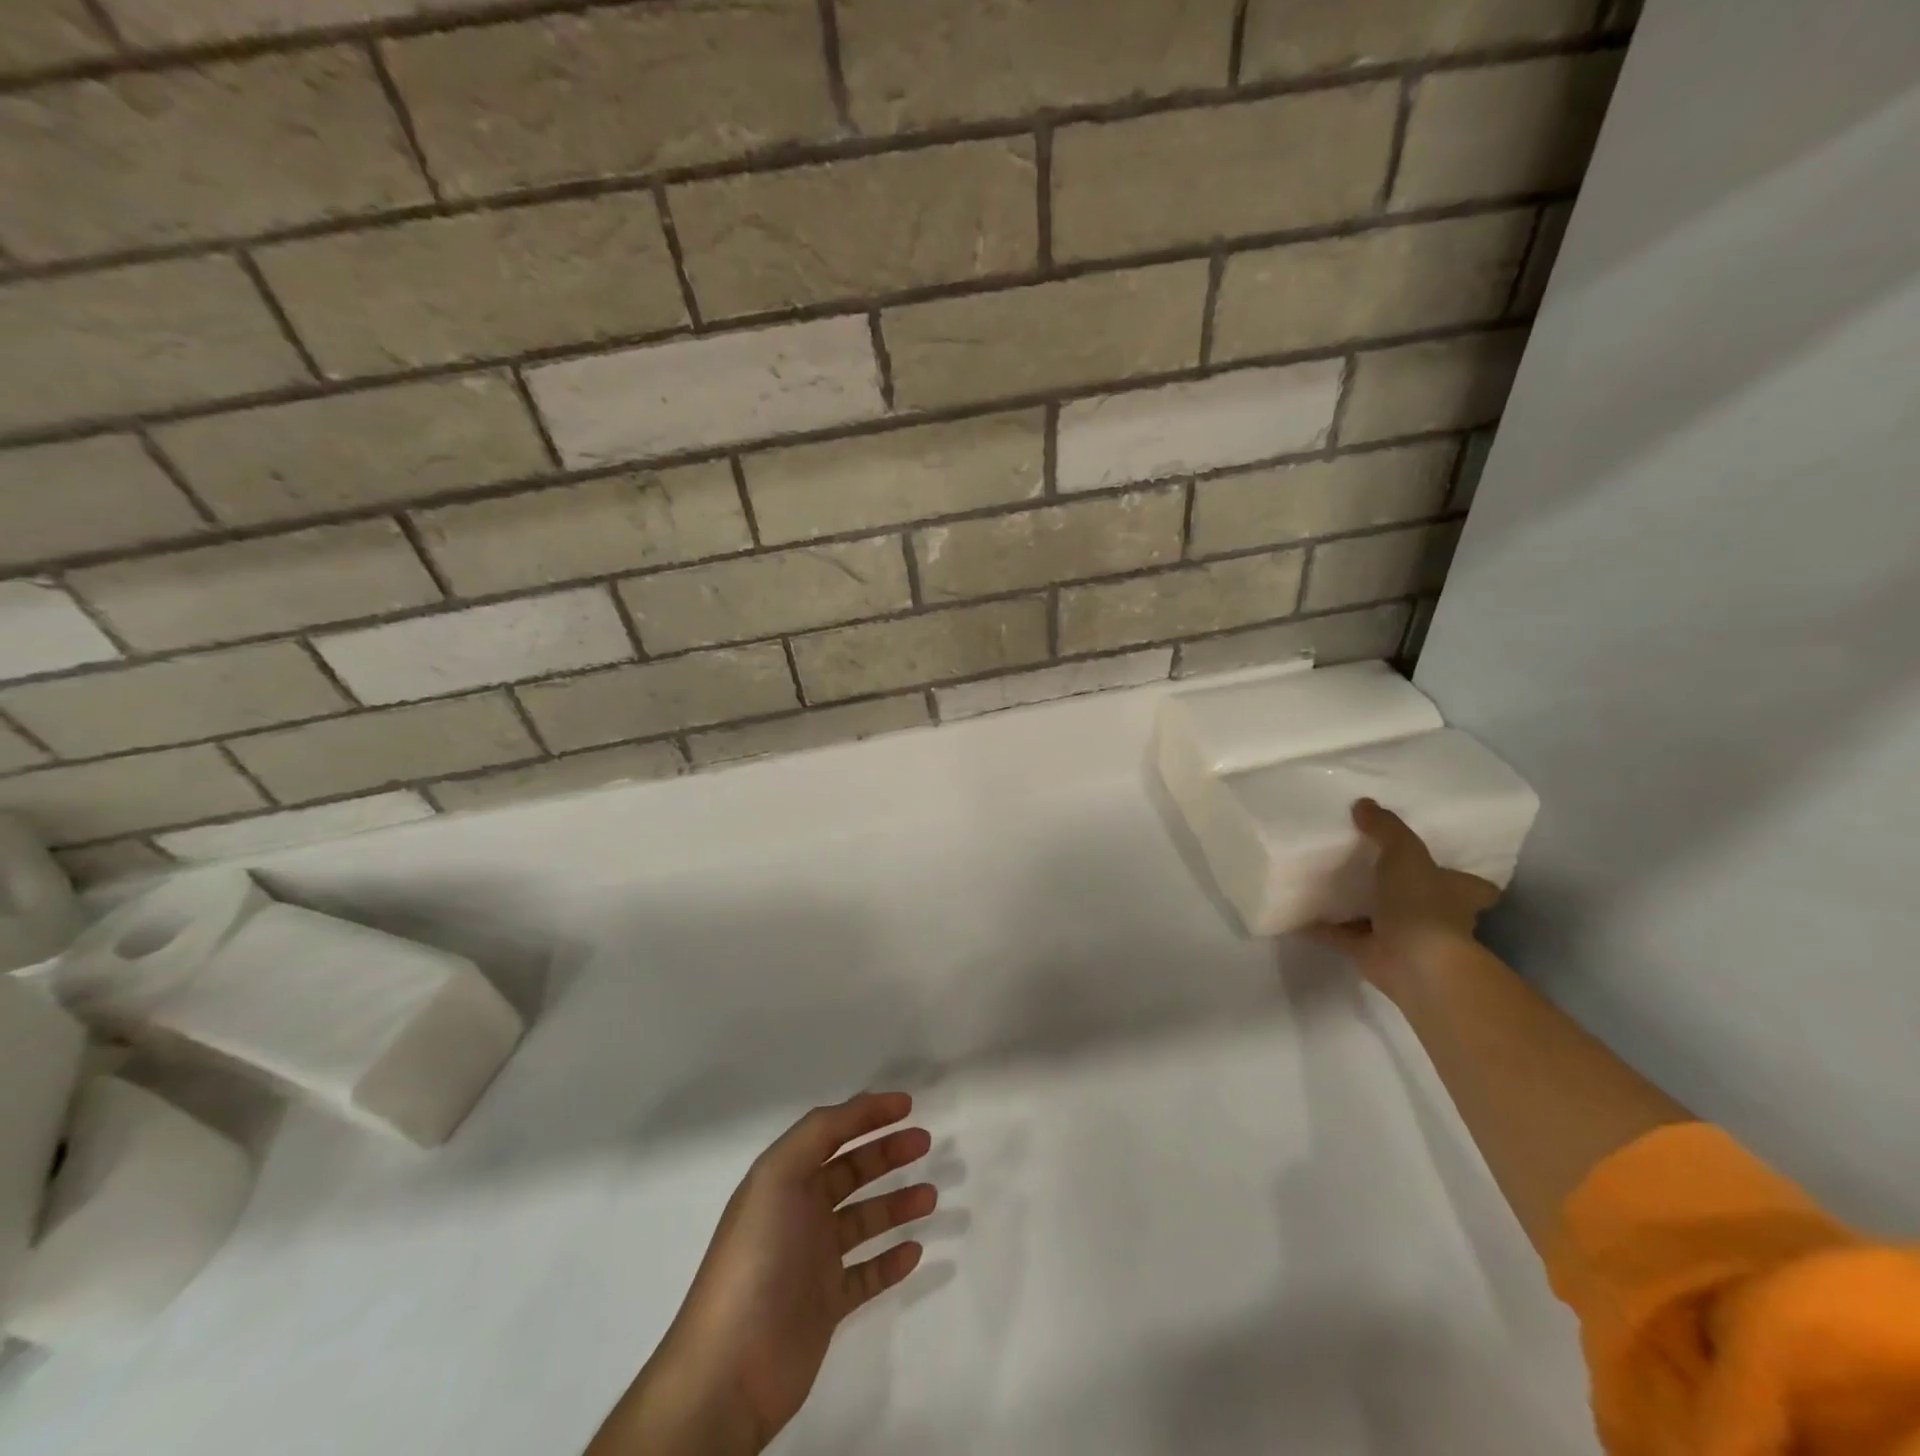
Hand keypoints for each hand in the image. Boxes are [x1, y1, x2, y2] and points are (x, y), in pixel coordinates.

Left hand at [593, 1092, 934, 1455]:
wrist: (730, 1368)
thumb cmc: (757, 1257)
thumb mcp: (779, 1176)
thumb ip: (819, 1132)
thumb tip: (861, 1106)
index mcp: (784, 1178)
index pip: (831, 1132)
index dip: (867, 1113)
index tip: (907, 1105)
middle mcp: (799, 1211)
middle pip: (851, 1171)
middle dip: (886, 1152)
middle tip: (924, 1143)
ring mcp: (813, 1259)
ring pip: (864, 1220)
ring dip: (896, 1204)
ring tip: (930, 1196)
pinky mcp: (825, 1305)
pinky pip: (866, 1274)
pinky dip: (890, 1261)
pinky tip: (914, 1251)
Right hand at [1303, 798, 1499, 1002]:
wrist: (1414, 962)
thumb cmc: (1422, 903)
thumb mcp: (1405, 852)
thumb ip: (1385, 828)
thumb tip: (1363, 804)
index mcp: (1456, 894)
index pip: (1470, 885)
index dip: (1458, 875)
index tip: (1439, 862)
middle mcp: (1436, 917)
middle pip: (1422, 900)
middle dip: (1402, 888)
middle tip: (1369, 864)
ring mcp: (1403, 938)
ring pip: (1379, 917)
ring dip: (1359, 907)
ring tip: (1327, 882)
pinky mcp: (1372, 954)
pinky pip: (1342, 936)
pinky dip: (1322, 927)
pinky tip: (1299, 911)